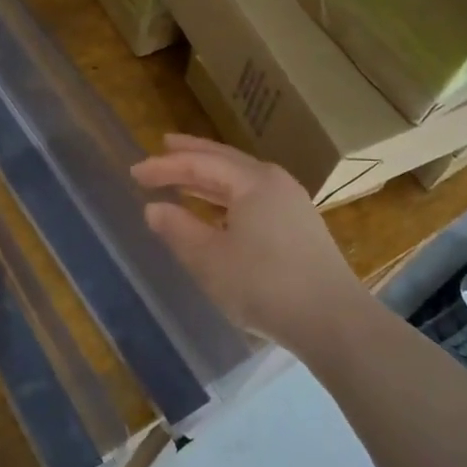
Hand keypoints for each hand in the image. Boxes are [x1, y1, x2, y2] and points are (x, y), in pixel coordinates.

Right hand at [133, 134, 375, 351]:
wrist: (332, 320)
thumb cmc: (263, 284)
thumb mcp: (209, 259)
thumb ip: (177, 229)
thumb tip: (154, 209)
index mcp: (253, 181)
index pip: (201, 163)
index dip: (165, 166)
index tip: (135, 171)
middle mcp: (275, 182)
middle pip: (226, 160)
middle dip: (192, 155)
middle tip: (164, 146)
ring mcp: (292, 204)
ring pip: (242, 180)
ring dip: (210, 177)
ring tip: (185, 176)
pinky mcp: (300, 227)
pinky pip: (254, 198)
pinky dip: (228, 196)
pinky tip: (217, 211)